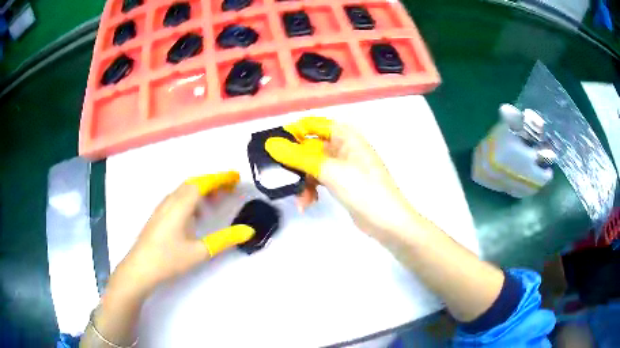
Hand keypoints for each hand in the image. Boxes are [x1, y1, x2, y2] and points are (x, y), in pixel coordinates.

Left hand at [118, 171, 254, 293]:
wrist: (140, 268)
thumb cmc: (169, 259)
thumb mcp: (199, 252)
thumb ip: (224, 240)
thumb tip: (248, 230)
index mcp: (180, 205)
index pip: (203, 183)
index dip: (220, 178)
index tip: (236, 177)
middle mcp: (170, 200)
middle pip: (193, 183)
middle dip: (213, 182)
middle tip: (230, 188)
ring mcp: (162, 207)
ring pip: (185, 190)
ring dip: (202, 190)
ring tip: (216, 202)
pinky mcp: (158, 215)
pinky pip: (178, 198)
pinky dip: (192, 199)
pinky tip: (196, 215)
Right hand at [265, 117, 416, 238]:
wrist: (388, 222)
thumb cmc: (363, 189)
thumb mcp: (329, 171)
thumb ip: (299, 157)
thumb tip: (271, 144)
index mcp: (346, 135)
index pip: (314, 124)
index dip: (294, 132)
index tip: (275, 146)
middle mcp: (344, 147)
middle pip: (311, 146)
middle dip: (295, 162)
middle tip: (278, 174)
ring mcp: (343, 166)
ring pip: (313, 166)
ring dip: (302, 180)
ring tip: (299, 199)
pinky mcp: (342, 183)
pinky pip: (320, 180)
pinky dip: (311, 190)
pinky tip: (307, 203)